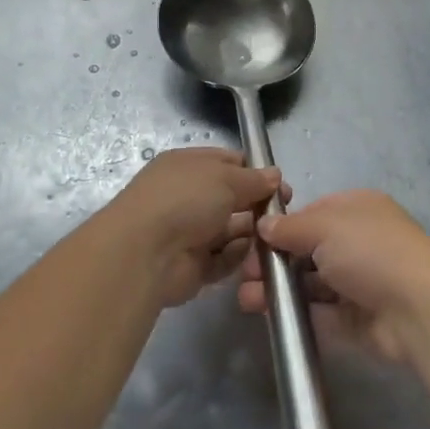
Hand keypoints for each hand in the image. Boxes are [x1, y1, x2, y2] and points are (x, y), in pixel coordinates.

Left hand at [102, 148, 285, 307]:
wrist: (145, 253)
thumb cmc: (184, 200)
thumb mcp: (225, 177)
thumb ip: (254, 178)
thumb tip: (275, 176)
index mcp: (188, 166)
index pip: (227, 163)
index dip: (255, 171)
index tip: (280, 184)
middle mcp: (187, 197)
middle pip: (232, 198)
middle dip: (258, 204)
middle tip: (284, 212)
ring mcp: (189, 232)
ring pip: (230, 230)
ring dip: (251, 232)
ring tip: (273, 235)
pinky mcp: (193, 265)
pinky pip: (223, 258)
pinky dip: (237, 256)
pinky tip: (251, 254)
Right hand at [240, 190, 429, 361]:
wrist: (418, 308)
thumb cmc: (369, 250)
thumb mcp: (324, 225)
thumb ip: (290, 227)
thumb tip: (264, 225)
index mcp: (357, 209)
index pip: (312, 213)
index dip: (281, 226)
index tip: (252, 240)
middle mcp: (359, 242)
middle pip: (308, 250)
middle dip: (275, 261)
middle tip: (245, 274)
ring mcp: (360, 282)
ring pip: (311, 284)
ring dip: (280, 290)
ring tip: (248, 299)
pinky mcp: (358, 320)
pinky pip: (322, 314)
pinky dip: (297, 314)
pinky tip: (270, 316)